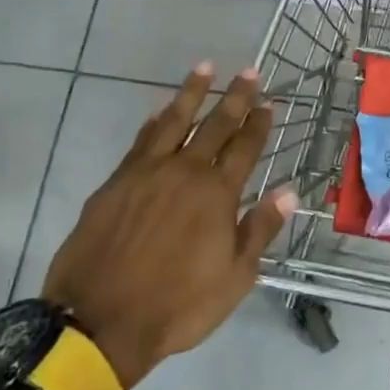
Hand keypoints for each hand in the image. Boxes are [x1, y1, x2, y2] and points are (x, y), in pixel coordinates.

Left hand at [43, 62, 295, 387]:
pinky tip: (160, 111)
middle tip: (249, 71)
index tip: (269, 103)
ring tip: (204, 68)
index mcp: (217, 195)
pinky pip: (141, 141)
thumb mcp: (234, 277)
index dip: (259, 124)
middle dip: (235, 97)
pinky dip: (154, 122)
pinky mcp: (115, 183)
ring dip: (192, 94)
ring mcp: (146, 174)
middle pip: (215, 125)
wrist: (100, 321)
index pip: (245, 148)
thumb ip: (260, 229)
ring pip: (174, 121)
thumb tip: (289, 191)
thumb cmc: (178, 306)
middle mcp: (184, 173)